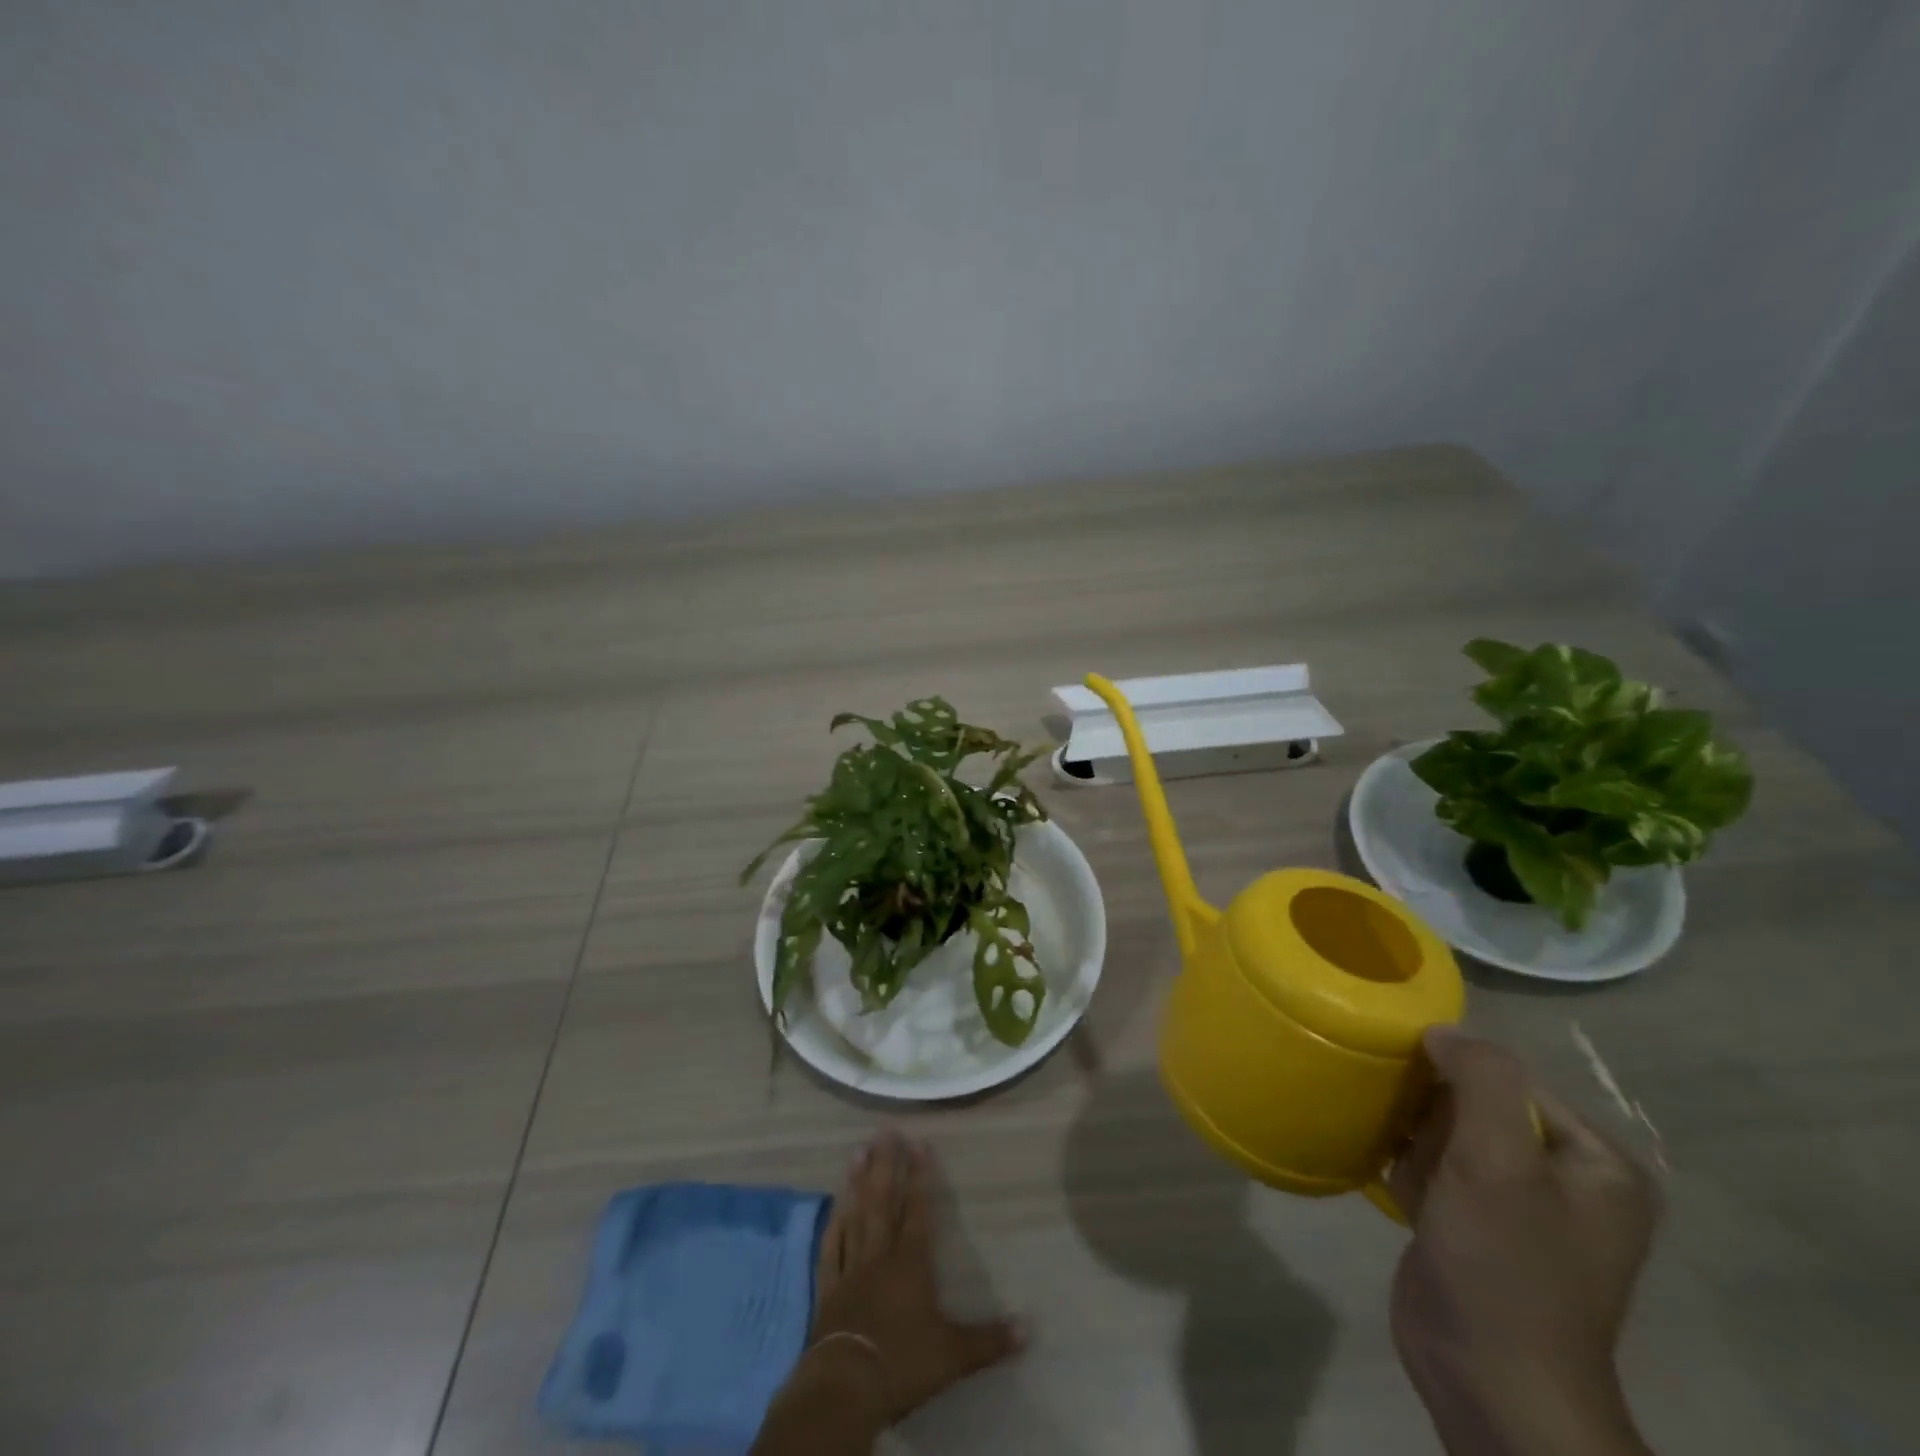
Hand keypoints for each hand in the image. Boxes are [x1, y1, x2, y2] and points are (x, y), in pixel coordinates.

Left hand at [811, 1130, 1023, 1417]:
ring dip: (856, 1183)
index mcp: (911, 1262)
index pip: (918, 1209)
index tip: (920, 1141)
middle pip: (882, 1201)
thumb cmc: (903, 1362)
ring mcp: (850, 1269)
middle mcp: (880, 1254)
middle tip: (884, 1130)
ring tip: (857, 1151)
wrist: (846, 1387)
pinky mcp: (827, 1289)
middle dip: (885, 1164)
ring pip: (855, 1216)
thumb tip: (1030, 1328)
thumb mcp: (954, 1355)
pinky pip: (830, 1248)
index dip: (920, 1175)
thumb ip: (989, 1339)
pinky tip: (834, 1206)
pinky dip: (833, 1224)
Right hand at [1388, 1028, 1660, 1455]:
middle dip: (1433, 1116)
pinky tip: (1398, 1187)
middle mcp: (1565, 1179)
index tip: (1416, 1099)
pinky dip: (1410, 1167)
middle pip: (1476, 1103)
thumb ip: (1480, 1079)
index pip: (1511, 1080)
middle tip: (1415, 1144)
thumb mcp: (1497, 1159)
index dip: (1457, 1081)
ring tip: (1406, 1169)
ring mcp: (1518, 1207)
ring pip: (1448, 1133)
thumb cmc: (1504, 1265)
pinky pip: (1436, 1168)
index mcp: (1596, 1162)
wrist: (1490, 1383)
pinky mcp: (1474, 1227)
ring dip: (1415, 1141)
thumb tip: (1442, 1029)